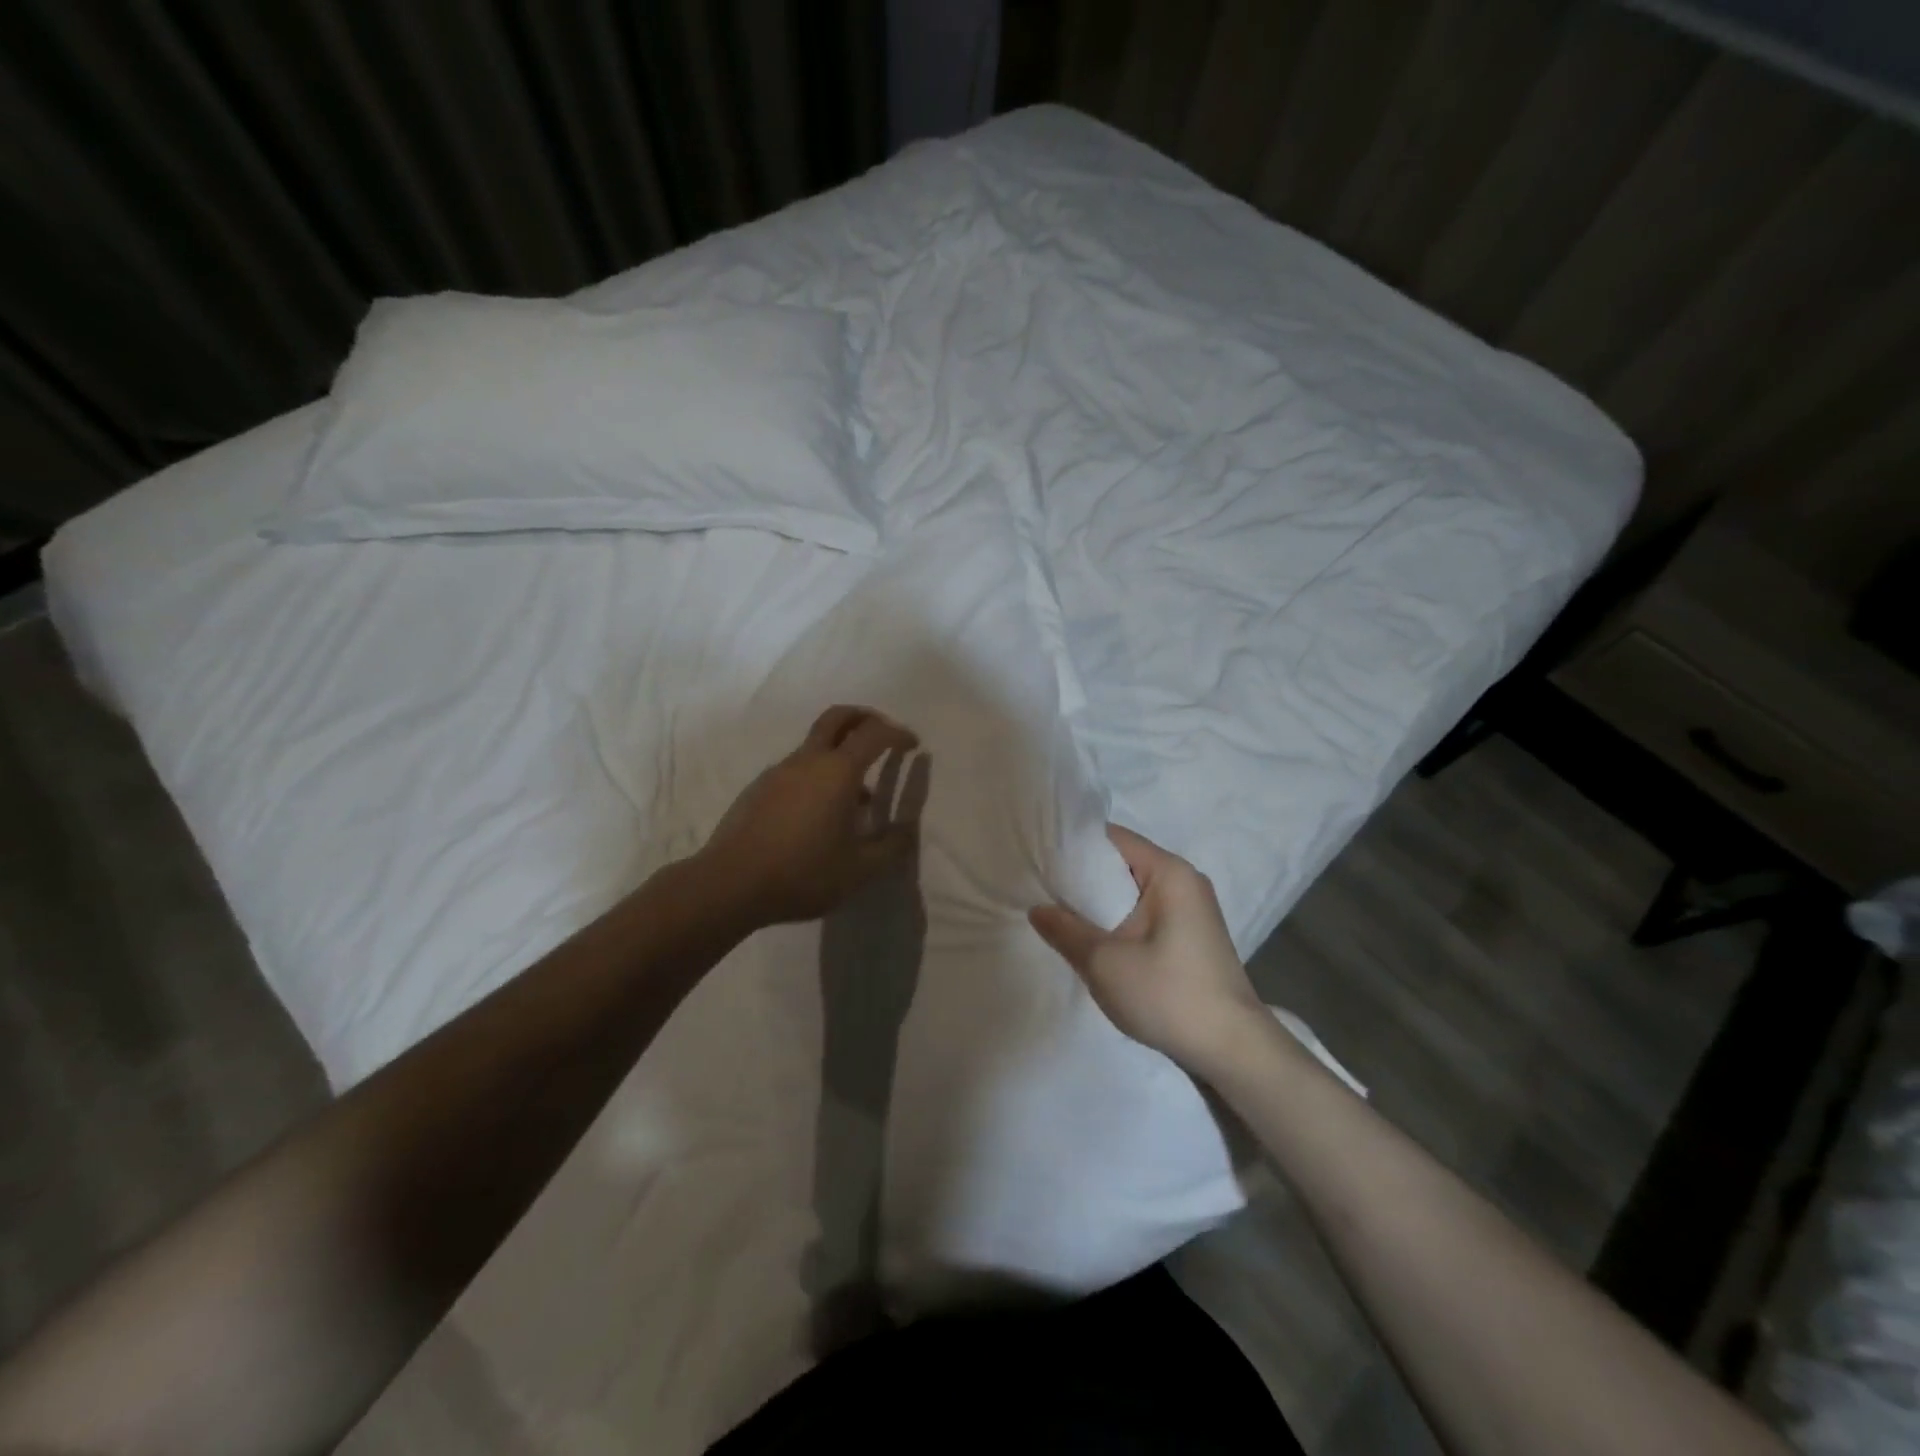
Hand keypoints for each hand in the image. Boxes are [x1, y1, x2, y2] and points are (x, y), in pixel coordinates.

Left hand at [696, 705, 927, 928]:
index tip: (912, 745)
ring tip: (855, 796)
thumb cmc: (803, 873)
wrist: (729, 884)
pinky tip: (818, 815)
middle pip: (837, 718)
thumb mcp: (860, 870)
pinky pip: (796, 769)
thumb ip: (890, 847)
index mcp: (838, 772)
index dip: (898, 734)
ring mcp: (778, 772)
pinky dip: (817, 775)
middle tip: (882, 734)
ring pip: (815, 746)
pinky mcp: (758, 789)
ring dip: (840, 754)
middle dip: (864, 717)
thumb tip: (906, 830)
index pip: (874, 734)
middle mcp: (808, 761)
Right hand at [1030, 825, 1263, 1070]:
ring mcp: (1193, 908)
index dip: (1074, 846)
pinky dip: (1121, 918)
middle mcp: (1185, 880)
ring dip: (1102, 902)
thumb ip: (1066, 930)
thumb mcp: (1104, 963)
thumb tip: (1037, 908)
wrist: (1233, 1049)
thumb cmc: (1169, 994)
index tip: (1040, 860)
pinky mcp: (1193, 935)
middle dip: (1084, 876)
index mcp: (1169, 872)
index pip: (1113, 839)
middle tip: (1043, 889)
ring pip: (1134, 891)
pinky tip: (1097, 939)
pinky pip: (1147, 912)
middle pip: (1123, 863)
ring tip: (1062, 914)